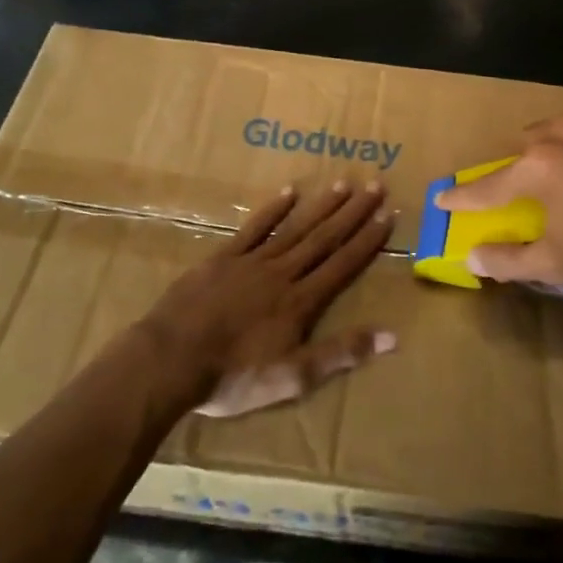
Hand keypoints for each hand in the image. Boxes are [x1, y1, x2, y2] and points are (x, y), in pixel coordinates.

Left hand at [143, 180, 397, 418]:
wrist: (170, 360)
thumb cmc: (233, 376)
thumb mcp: (293, 377)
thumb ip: (341, 354)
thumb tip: (392, 336)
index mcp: (300, 301)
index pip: (342, 264)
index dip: (367, 240)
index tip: (387, 214)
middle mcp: (282, 273)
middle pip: (323, 238)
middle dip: (352, 213)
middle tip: (375, 185)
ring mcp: (250, 262)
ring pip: (294, 228)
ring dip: (321, 206)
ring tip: (343, 184)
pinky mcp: (222, 258)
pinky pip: (253, 228)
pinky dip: (272, 209)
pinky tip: (289, 192)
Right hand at [436, 107, 562, 283]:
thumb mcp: (559, 263)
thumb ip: (509, 260)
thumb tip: (473, 257)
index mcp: (533, 169)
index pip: (485, 188)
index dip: (461, 198)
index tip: (441, 198)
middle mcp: (552, 134)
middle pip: (519, 154)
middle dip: (516, 174)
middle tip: (528, 194)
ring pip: (552, 134)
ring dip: (551, 154)